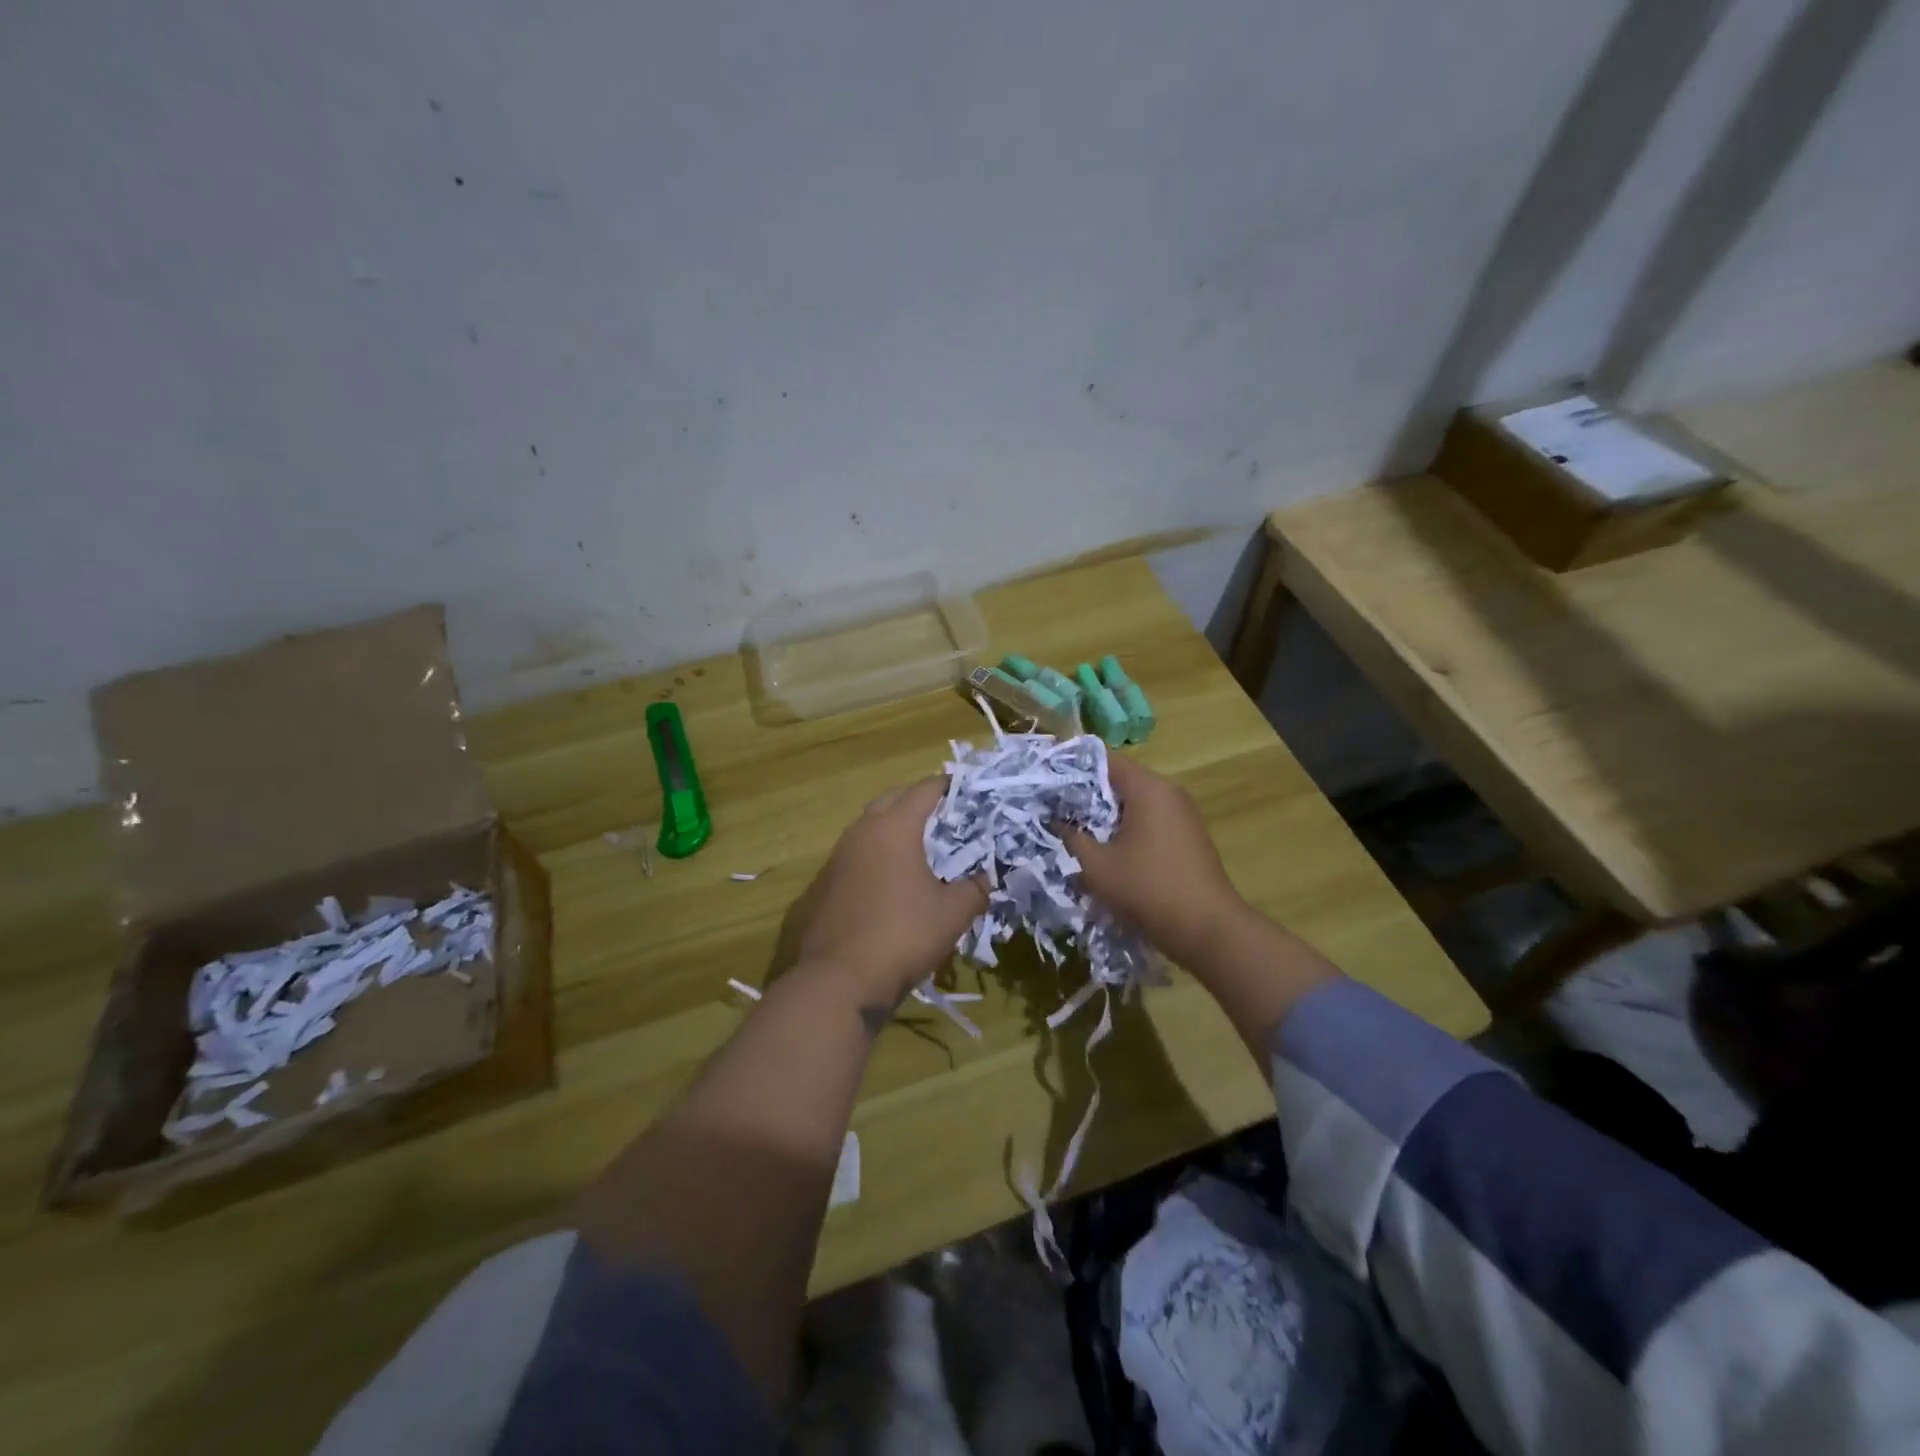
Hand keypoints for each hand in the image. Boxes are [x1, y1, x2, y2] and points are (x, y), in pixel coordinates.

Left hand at [785, 778, 987, 1005]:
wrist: (838, 980)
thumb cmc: (902, 936)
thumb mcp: (952, 914)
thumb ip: (975, 889)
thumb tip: (988, 878)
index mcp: (894, 828)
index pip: (925, 790)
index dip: (949, 787)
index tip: (968, 791)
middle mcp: (862, 832)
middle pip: (893, 799)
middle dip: (919, 801)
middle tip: (946, 816)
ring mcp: (838, 857)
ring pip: (870, 826)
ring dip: (895, 827)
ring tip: (922, 846)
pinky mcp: (825, 883)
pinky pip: (857, 853)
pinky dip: (877, 854)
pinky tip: (892, 879)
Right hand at [1060, 754, 1248, 962]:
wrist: (1208, 930)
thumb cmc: (1148, 890)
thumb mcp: (1097, 866)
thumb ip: (1071, 837)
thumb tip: (1054, 820)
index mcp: (1148, 789)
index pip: (1105, 759)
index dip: (1073, 766)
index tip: (1048, 780)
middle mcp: (1169, 793)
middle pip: (1120, 780)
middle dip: (1087, 793)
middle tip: (1055, 808)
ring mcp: (1183, 815)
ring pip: (1135, 803)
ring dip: (1106, 815)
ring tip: (1076, 831)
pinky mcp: (1188, 837)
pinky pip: (1150, 821)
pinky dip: (1127, 829)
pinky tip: (1108, 851)